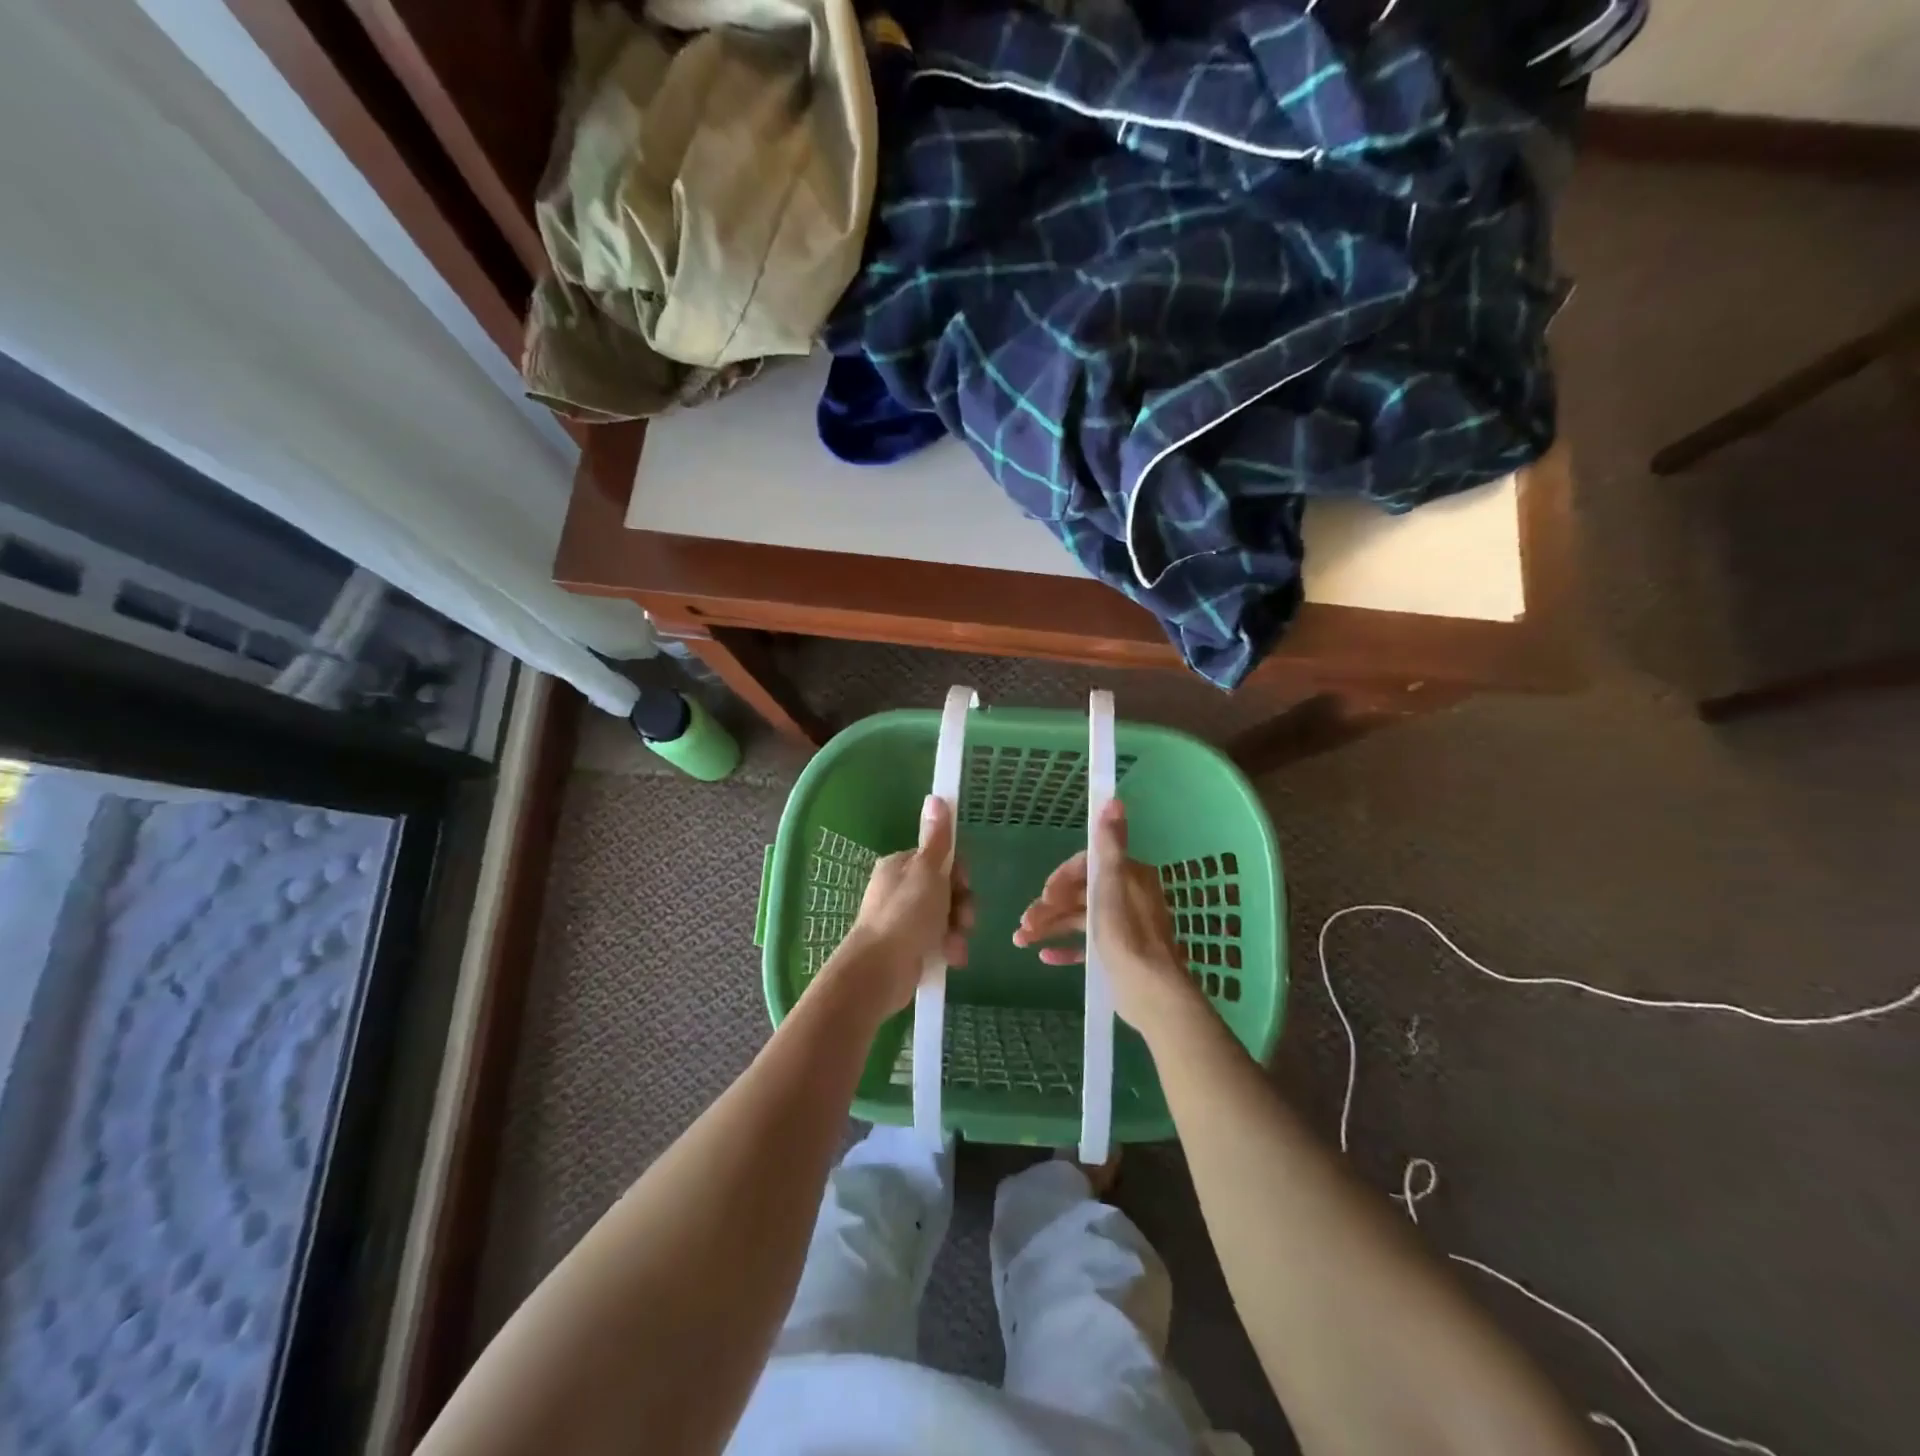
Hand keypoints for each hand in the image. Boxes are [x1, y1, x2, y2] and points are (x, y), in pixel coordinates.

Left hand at [830, 796, 974, 1012]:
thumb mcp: (927, 871)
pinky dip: (949, 948)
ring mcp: (905, 920)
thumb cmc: (905, 914)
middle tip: (964, 919)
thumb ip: (937, 839)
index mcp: (901, 866)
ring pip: (947, 917)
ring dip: (958, 930)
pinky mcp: (910, 948)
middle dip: (962, 905)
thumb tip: (936, 797)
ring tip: (955, 945)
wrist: (879, 971)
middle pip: (946, 889)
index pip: (940, 859)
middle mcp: (901, 889)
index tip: (963, 883)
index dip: (958, 872)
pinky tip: (951, 959)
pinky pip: (940, 941)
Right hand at [1012, 800, 1200, 1035]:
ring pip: (1078, 919)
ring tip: (1020, 941)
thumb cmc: (1127, 936)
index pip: (1086, 866)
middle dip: (1048, 906)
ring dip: (1049, 927)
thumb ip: (1109, 844)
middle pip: (1079, 894)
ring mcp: (1123, 927)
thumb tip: (1114, 799)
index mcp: (1129, 877)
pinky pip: (1085, 945)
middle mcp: (1128, 897)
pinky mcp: (1118, 954)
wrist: (1151, 994)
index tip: (1043, 895)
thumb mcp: (1112, 884)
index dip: (1060, 879)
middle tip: (1024, 924)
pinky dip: (1065, 948)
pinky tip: (1044, 957)